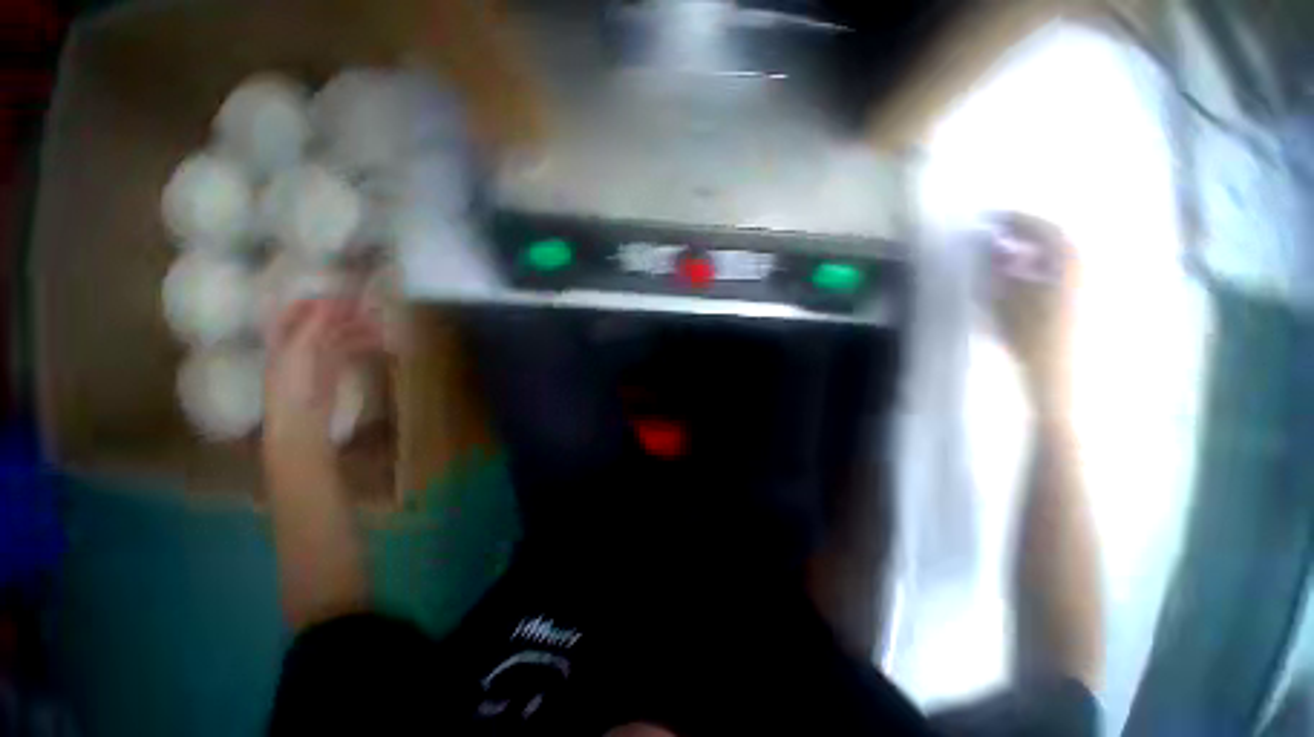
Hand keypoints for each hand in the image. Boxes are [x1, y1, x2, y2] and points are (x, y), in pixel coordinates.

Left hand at [263, 299, 382, 453]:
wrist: (302, 419)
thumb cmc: (294, 383)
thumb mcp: (299, 349)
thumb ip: (314, 324)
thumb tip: (332, 300)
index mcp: (285, 336)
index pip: (299, 310)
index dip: (320, 301)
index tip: (346, 296)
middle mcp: (300, 343)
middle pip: (323, 322)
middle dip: (345, 314)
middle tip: (372, 308)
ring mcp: (318, 357)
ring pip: (340, 335)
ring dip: (359, 328)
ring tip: (382, 325)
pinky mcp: (334, 370)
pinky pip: (350, 350)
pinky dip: (364, 344)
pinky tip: (380, 342)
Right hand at [986, 213, 1077, 419]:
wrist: (1063, 385)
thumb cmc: (1035, 346)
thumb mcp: (1009, 308)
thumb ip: (1002, 276)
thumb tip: (995, 251)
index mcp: (1070, 269)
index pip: (1048, 231)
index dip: (1020, 221)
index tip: (994, 218)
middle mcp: (1086, 273)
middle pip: (1059, 242)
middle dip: (1028, 236)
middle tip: (998, 237)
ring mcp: (1089, 290)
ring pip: (1062, 260)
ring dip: (1035, 254)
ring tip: (1007, 259)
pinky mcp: (1085, 307)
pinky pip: (1064, 277)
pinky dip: (1043, 272)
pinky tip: (1025, 282)